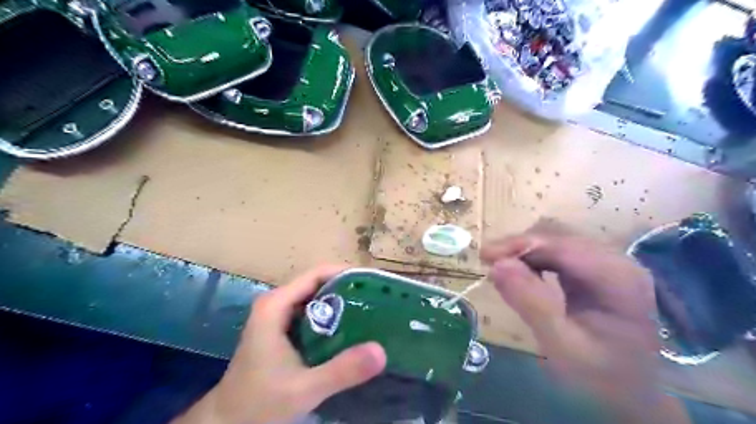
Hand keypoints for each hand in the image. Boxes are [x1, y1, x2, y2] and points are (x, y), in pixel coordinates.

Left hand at [174, 265, 385, 423]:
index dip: (346, 273)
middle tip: (378, 300)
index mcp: (276, 305)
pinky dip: (331, 318)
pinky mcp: (281, 330)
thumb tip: (381, 351)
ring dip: (341, 303)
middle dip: (347, 289)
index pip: (317, 274)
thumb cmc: (259, 404)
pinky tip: (350, 331)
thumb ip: (342, 370)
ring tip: (371, 311)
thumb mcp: (304, 389)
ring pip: (315, 299)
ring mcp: (277, 317)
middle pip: (318, 284)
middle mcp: (276, 303)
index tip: (373, 283)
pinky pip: (311, 314)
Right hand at [481, 222, 688, 423]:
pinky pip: (560, 253)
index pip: (562, 246)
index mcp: (618, 278)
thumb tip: (496, 265)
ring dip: (525, 252)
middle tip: (489, 264)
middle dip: (520, 247)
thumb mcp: (561, 346)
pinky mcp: (597, 270)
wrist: (630, 394)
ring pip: (557, 241)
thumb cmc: (600, 377)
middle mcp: (618, 262)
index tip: (484, 256)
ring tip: (501, 268)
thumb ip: (531, 303)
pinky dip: (535, 259)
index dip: (520, 245)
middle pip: (559, 237)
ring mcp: (609, 264)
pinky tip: (522, 273)